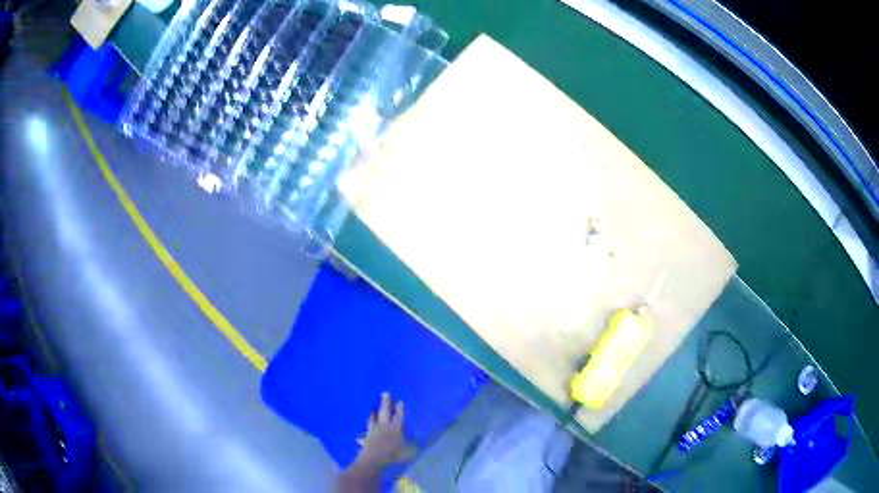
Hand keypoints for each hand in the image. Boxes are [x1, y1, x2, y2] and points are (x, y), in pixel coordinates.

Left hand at [356, 392, 415, 467]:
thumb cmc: (394, 454)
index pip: (399, 416)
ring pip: (373, 419)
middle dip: (385, 402)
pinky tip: (363, 430)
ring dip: (372, 414)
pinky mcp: (366, 437)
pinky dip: (366, 428)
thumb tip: (422, 442)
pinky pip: (366, 430)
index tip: (400, 400)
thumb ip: (414, 445)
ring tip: (371, 409)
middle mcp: (384, 426)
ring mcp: (373, 431)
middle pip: (385, 412)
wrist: (374, 458)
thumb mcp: (409, 451)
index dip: (400, 409)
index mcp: (395, 428)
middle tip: (385, 393)